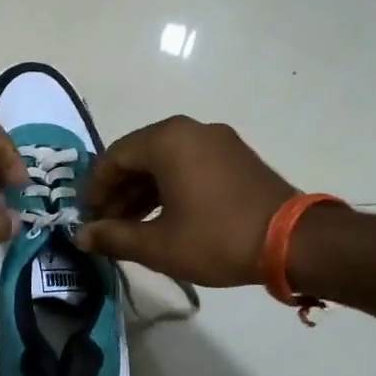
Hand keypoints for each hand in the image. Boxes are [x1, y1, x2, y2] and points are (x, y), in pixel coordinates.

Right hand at [75, 116, 297, 285]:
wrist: (295, 242)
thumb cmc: (217, 238)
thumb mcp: (158, 244)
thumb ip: (114, 237)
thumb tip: (80, 236)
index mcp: (167, 141)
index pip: (114, 157)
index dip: (95, 188)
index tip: (87, 217)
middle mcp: (191, 130)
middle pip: (139, 156)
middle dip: (118, 191)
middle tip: (105, 224)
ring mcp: (217, 141)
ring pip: (164, 161)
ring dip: (142, 191)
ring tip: (130, 226)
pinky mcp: (235, 157)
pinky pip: (188, 165)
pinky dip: (169, 187)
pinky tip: (162, 217)